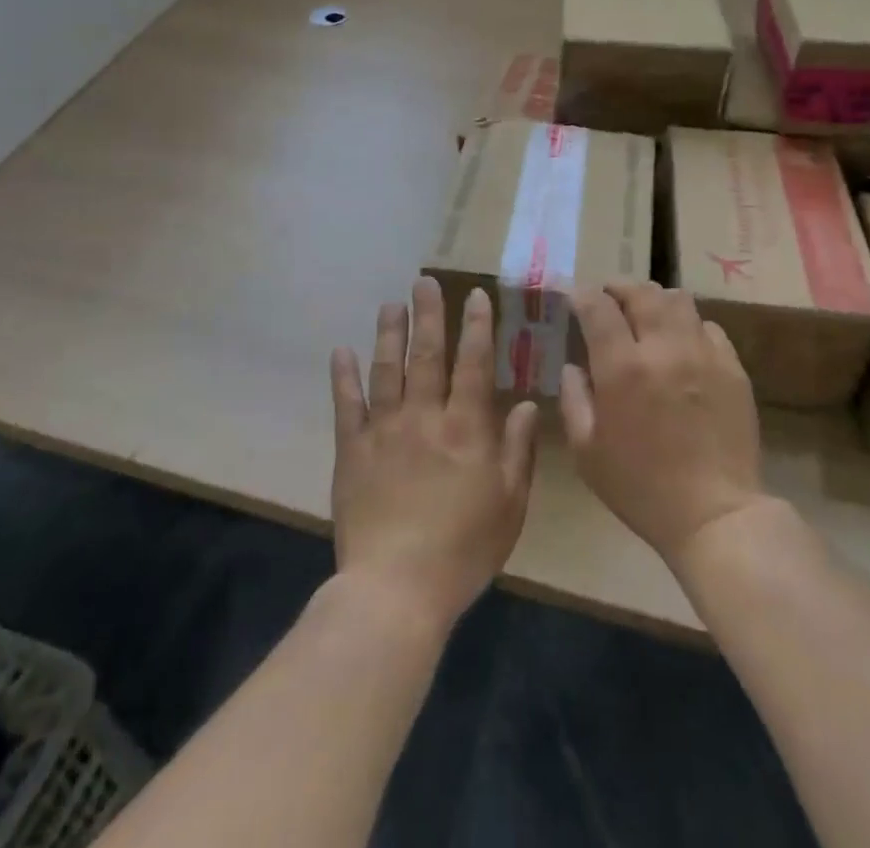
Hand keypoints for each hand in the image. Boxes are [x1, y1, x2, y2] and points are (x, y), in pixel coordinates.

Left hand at [330, 277, 538, 638]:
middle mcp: (424, 417)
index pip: (474, 364)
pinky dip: (343, 377)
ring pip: (386, 370)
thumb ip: (518, 450)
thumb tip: (529, 404)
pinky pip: (347, 406)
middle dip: (428, 315)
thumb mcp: (509, 504)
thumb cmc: (464, 549)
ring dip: (388, 334)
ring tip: (390, 304)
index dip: (477, 326)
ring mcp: (384, 431)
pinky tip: (340, 351)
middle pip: (427, 355)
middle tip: (424, 281)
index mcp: (466, 428)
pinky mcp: (352, 451)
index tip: (475, 294)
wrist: (396, 589)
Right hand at [561, 282, 770, 568]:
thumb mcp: (587, 452)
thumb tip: (572, 366)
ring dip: (654, 300)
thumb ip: (574, 400)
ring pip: (678, 300)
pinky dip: (687, 325)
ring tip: (645, 314)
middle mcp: (663, 348)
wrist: (714, 514)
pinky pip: (708, 326)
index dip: (581, 294)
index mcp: (622, 368)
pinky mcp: (732, 366)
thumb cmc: (641, 488)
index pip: (598, 307)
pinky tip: (681, 344)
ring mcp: (703, 353)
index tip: (572, 295)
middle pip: (641, 292)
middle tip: (608, 298)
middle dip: (618, 288)